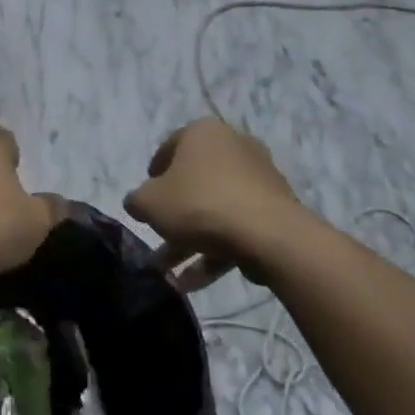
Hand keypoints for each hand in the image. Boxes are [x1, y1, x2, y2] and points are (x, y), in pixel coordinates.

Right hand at [123, 119, 311, 291]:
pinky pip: (237, 226)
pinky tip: (194, 282)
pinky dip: (215, 250)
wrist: (267, 234)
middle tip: (158, 237)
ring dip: (190, 240)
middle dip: (174, 215)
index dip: (153, 175)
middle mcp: (234, 146)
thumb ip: (137, 200)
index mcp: (203, 133)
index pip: (170, 148)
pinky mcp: (276, 209)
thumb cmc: (199, 204)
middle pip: (194, 182)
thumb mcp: (149, 203)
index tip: (146, 198)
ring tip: (169, 273)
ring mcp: (259, 178)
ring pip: (215, 209)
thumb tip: (138, 203)